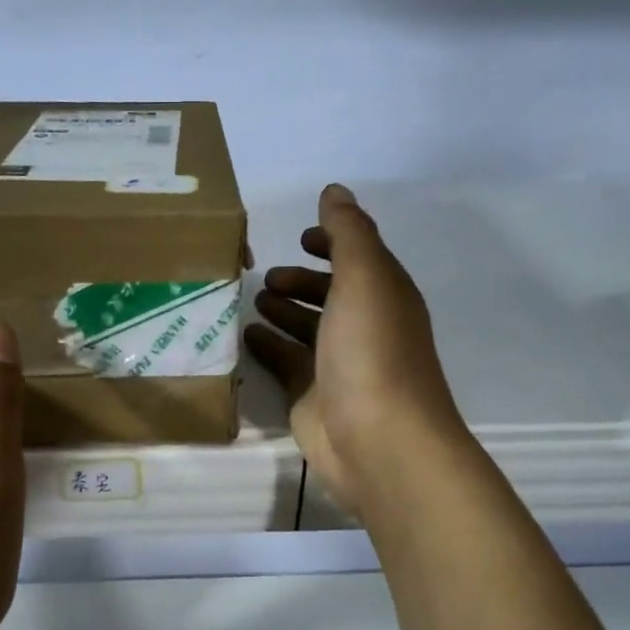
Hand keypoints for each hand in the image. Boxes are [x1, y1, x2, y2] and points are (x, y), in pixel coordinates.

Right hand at [246, 184, 466, 520]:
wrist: (376, 439)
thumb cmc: (371, 351)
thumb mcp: (364, 278)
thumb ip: (348, 232)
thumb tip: (335, 191)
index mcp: (384, 296)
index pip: (358, 259)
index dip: (333, 244)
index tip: (301, 236)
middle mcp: (363, 327)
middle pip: (330, 295)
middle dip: (301, 281)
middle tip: (267, 277)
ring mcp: (336, 364)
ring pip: (306, 329)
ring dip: (283, 312)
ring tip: (252, 300)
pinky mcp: (311, 395)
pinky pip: (285, 362)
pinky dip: (268, 347)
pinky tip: (245, 336)